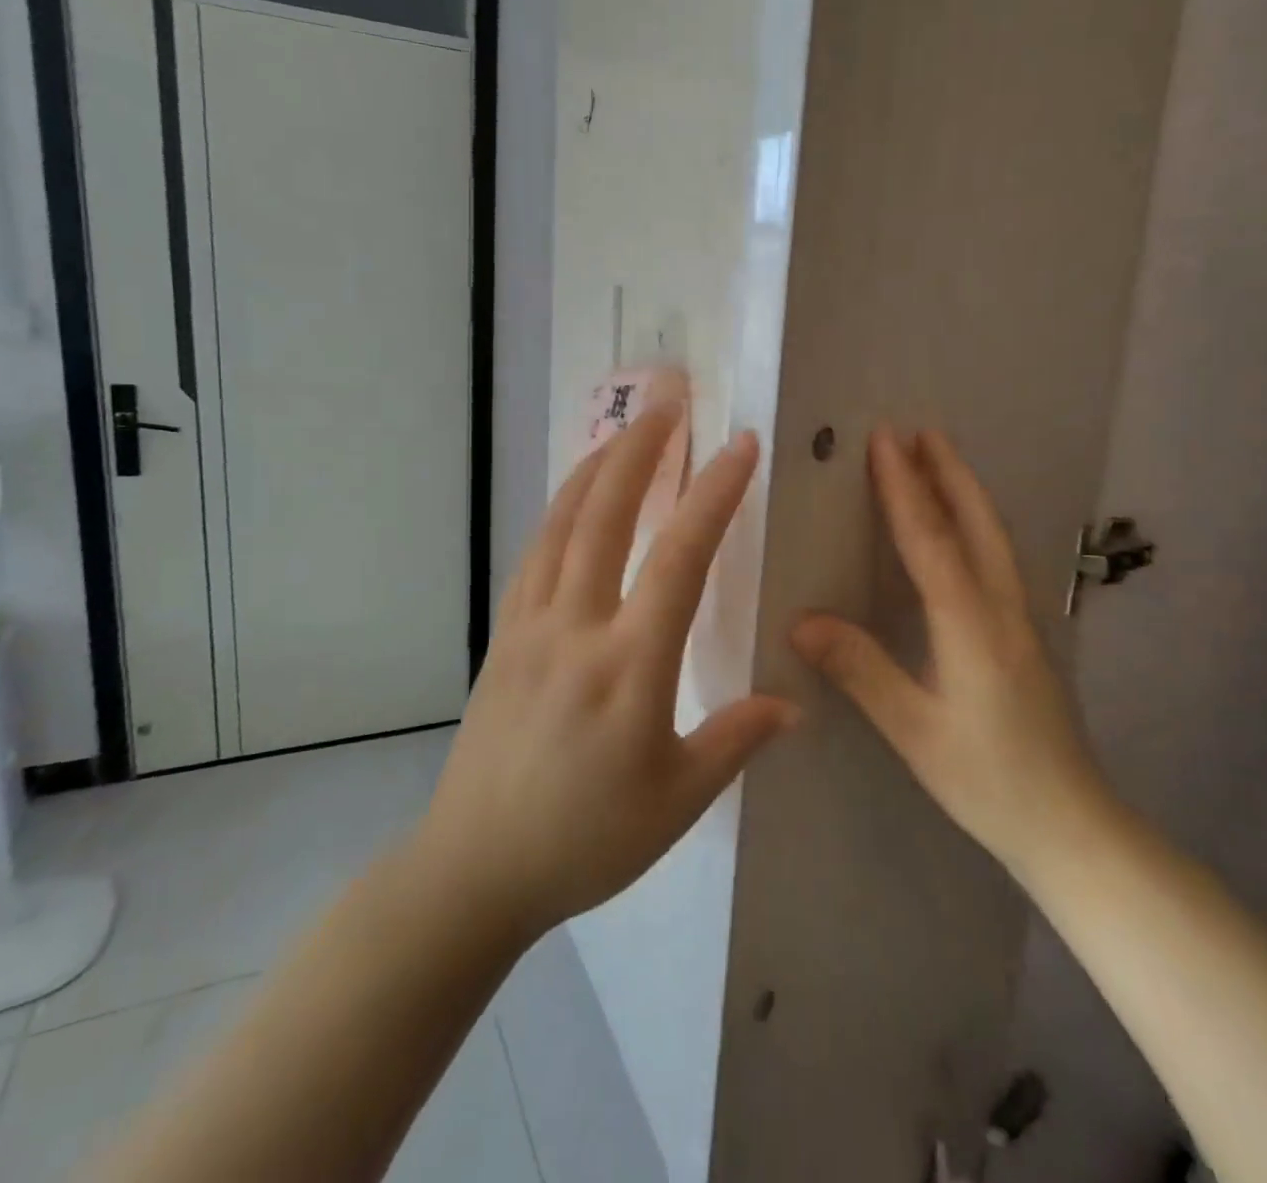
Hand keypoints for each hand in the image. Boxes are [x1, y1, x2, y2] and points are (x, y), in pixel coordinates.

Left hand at [417, 406, 798, 938]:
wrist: (474, 866)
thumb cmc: (585, 840)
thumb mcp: (677, 801)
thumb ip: (736, 739)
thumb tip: (792, 702)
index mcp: (630, 665)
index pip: (681, 557)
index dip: (714, 493)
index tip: (741, 444)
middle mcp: (575, 627)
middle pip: (606, 514)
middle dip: (641, 449)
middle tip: (668, 400)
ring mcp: (529, 625)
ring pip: (561, 524)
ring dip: (595, 468)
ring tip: (624, 432)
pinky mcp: (502, 636)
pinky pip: (534, 555)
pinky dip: (558, 512)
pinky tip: (575, 500)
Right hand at [790, 428, 1108, 872]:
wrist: (1073, 827)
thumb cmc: (989, 781)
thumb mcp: (915, 731)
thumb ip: (862, 670)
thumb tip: (802, 619)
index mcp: (972, 627)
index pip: (932, 541)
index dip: (905, 488)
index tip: (884, 440)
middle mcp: (1003, 610)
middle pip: (977, 523)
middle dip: (947, 472)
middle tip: (919, 429)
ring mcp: (1023, 620)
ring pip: (995, 537)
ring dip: (965, 491)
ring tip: (939, 458)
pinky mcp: (1027, 635)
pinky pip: (998, 558)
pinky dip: (976, 523)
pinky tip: (963, 527)